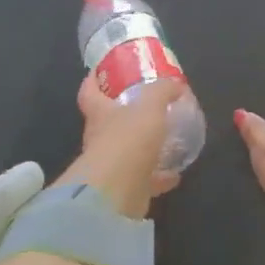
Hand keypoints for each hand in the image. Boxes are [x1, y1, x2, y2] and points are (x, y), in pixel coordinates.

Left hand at [62, 74, 184, 217]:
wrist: (117, 192)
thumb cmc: (128, 140)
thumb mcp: (150, 107)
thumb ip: (162, 92)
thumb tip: (175, 84)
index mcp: (100, 114)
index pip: (89, 93)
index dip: (92, 81)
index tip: (99, 72)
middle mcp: (100, 139)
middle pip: (108, 122)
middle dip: (124, 114)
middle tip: (146, 106)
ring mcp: (111, 166)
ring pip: (128, 152)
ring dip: (144, 147)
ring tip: (166, 140)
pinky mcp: (125, 188)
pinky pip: (144, 179)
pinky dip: (159, 176)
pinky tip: (175, 173)